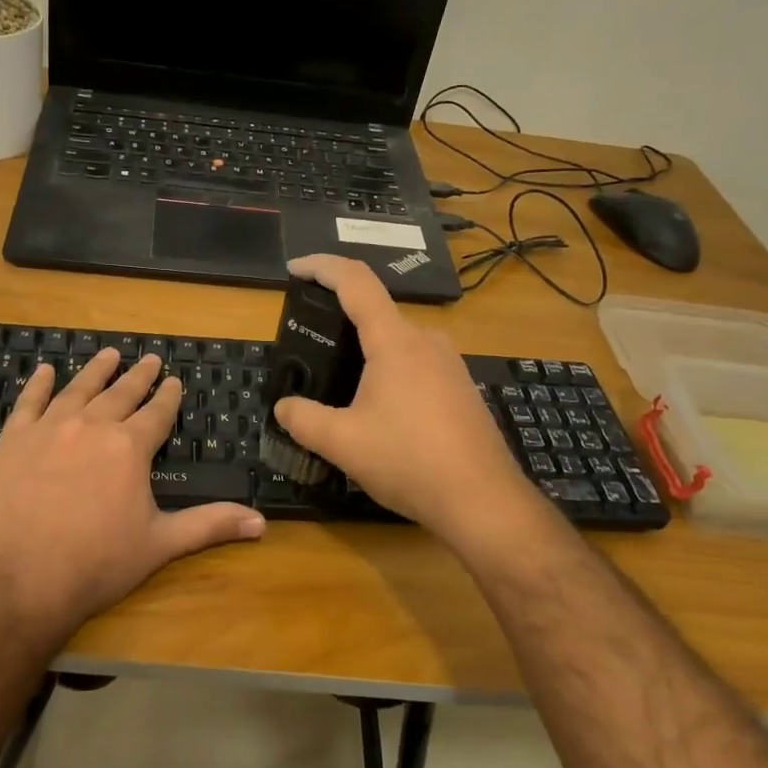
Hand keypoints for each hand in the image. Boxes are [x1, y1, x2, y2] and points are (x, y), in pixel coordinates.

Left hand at [0, 348, 265, 633]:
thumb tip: (261, 522)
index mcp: (129, 447)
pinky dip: (39, 384)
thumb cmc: (98, 563)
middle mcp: (92, 426)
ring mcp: (50, 429)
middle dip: (138, 376)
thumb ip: (209, 525)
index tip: (174, 380)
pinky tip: (45, 371)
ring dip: (97, 371)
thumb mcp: (160, 544)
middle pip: (121, 393)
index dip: (168, 396)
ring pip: (79, 389)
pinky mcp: (14, 441)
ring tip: (109, 354)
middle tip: (150, 359)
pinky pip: (29, 402)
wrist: (22, 580)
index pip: (156, 412)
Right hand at [272, 255, 543, 549]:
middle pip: (376, 312)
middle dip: (340, 320)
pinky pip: (417, 365)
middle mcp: (427, 341)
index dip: (321, 266)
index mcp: (395, 341)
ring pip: (398, 342)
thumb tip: (284, 407)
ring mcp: (450, 365)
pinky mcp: (461, 389)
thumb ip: (303, 419)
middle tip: (310, 347)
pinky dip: (389, 372)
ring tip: (340, 384)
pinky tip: (379, 410)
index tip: (294, 269)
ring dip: (366, 352)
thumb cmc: (409, 461)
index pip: (355, 281)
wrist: (483, 501)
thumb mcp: (342, 443)